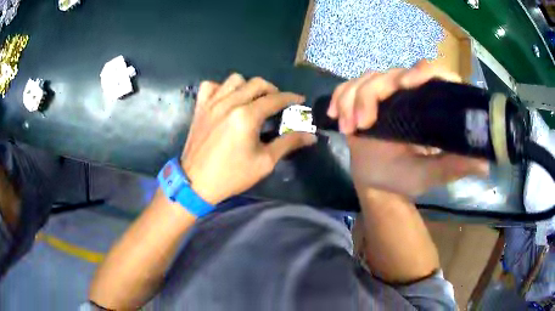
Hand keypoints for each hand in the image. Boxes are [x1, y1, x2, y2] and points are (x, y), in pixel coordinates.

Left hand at [181, 73, 316, 204]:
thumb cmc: (232, 175)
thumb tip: (311, 136)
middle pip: (257, 83)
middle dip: (272, 90)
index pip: (275, 99)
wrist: (196, 183)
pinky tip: (225, 99)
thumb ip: (288, 143)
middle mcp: (229, 103)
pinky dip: (220, 88)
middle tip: (277, 102)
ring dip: (248, 86)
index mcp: (246, 116)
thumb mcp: (264, 162)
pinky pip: (209, 86)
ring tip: (252, 100)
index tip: (300, 100)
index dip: (290, 97)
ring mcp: (212, 103)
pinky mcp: (200, 108)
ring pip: (234, 80)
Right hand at [328, 61, 487, 196]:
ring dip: (353, 100)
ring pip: (367, 78)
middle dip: (372, 95)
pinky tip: (337, 117)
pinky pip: (348, 87)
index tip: (407, 84)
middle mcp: (409, 93)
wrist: (376, 183)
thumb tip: (486, 163)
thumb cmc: (405, 179)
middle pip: (391, 74)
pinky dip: (340, 98)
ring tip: (350, 128)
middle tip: (363, 124)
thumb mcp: (432, 174)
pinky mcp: (363, 99)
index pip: (434, 73)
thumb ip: (455, 167)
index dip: (423, 71)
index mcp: (430, 105)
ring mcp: (385, 94)